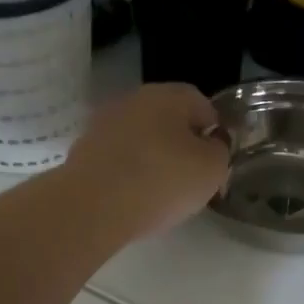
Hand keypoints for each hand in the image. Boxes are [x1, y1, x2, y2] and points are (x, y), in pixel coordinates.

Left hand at [62, 82, 229, 238]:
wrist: (93, 207)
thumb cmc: (162, 181)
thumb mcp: (212, 169)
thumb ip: (219, 150)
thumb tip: (211, 143)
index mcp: (169, 95)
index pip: (202, 105)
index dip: (214, 133)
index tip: (215, 162)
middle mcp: (134, 100)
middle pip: (168, 120)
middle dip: (181, 145)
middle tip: (190, 179)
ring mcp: (103, 124)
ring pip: (140, 139)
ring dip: (152, 159)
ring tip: (160, 193)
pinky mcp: (83, 150)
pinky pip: (117, 159)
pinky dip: (128, 173)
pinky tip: (133, 198)